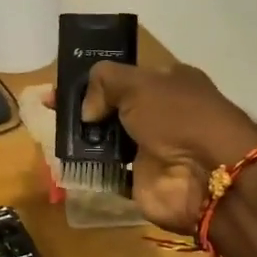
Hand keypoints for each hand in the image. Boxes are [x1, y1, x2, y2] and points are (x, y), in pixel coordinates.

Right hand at [54, 63, 256, 233]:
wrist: (207, 174)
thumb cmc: (178, 117)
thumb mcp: (138, 83)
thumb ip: (104, 82)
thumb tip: (88, 110)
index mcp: (168, 83)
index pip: (124, 77)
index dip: (91, 80)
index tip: (60, 86)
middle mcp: (160, 114)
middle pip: (112, 108)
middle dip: (82, 109)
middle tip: (48, 109)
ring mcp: (150, 149)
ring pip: (107, 140)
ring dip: (83, 138)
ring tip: (52, 134)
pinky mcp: (140, 180)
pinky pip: (108, 171)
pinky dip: (89, 168)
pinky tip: (65, 160)